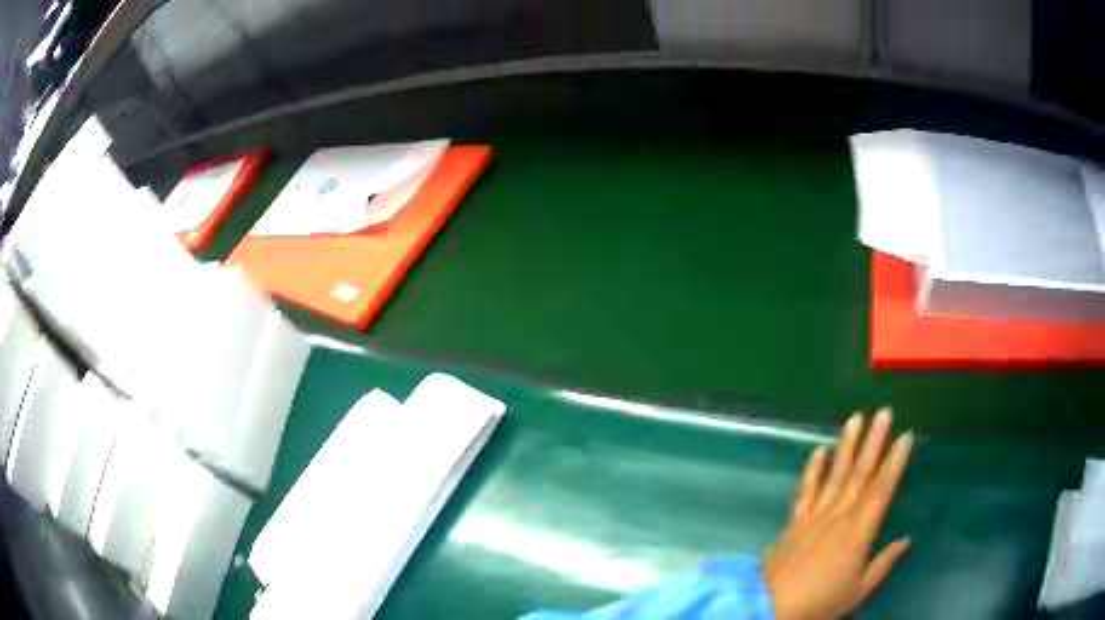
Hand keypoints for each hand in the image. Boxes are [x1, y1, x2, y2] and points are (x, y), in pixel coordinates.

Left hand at [762, 409, 912, 619]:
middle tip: (884, 412)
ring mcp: (813, 516)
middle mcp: (838, 516)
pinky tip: (819, 450)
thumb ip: (884, 563)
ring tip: (856, 418)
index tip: (907, 436)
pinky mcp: (794, 522)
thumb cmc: (819, 603)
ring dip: (846, 445)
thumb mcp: (859, 590)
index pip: (882, 489)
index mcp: (858, 532)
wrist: (769, 608)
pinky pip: (806, 490)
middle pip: (860, 473)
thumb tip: (906, 539)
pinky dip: (813, 469)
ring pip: (835, 474)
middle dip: (874, 441)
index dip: (896, 461)